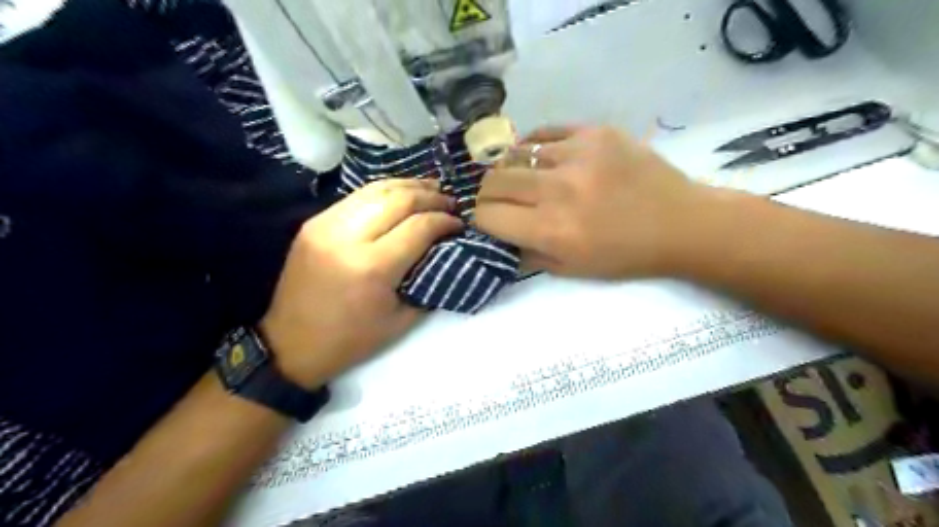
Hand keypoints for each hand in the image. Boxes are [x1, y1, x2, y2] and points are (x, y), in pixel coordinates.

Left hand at [259, 180, 460, 388]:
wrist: (291, 344)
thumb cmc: (352, 339)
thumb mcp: (401, 320)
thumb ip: (426, 280)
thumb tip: (445, 251)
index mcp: (373, 268)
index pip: (419, 227)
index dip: (445, 221)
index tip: (459, 224)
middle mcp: (349, 238)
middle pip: (399, 200)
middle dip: (431, 197)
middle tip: (450, 202)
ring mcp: (326, 225)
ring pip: (376, 190)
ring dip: (409, 186)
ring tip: (431, 188)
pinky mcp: (314, 223)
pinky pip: (356, 197)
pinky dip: (383, 192)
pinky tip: (399, 194)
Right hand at [477, 126, 720, 280]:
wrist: (680, 223)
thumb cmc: (625, 255)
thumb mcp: (572, 270)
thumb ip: (527, 254)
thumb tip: (498, 236)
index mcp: (552, 230)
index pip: (488, 216)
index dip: (480, 219)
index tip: (487, 219)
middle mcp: (558, 190)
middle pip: (494, 181)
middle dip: (488, 194)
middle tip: (499, 199)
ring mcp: (577, 155)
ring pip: (516, 154)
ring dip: (512, 170)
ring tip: (524, 178)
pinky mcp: (595, 132)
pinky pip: (545, 133)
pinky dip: (534, 147)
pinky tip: (539, 157)